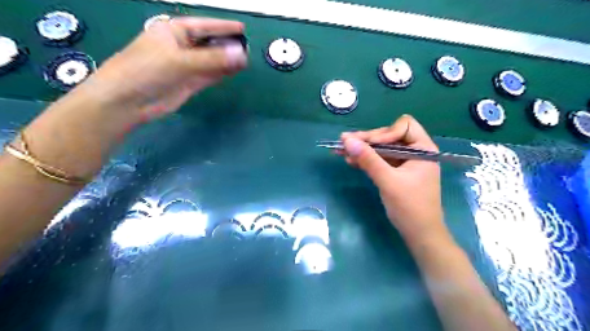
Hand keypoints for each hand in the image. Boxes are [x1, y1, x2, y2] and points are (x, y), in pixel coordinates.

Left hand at [80, 16, 246, 120]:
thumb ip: (212, 59)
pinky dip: (221, 73)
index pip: (202, 26)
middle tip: (247, 48)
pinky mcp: (189, 83)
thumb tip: (241, 55)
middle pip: (208, 43)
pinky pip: (209, 75)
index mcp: (173, 32)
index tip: (242, 28)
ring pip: (211, 61)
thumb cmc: (147, 70)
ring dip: (226, 61)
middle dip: (227, 45)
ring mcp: (185, 66)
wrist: (128, 101)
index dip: (222, 26)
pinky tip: (233, 71)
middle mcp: (180, 47)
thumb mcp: (180, 61)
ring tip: (245, 60)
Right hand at [342, 116, 447, 246]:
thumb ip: (368, 159)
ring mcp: (406, 162)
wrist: (420, 234)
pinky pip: (381, 160)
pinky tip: (351, 161)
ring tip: (342, 151)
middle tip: (345, 143)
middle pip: (389, 136)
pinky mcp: (397, 172)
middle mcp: (416, 151)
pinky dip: (367, 160)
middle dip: (368, 140)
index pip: (403, 126)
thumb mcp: (387, 181)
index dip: (385, 133)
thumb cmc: (410, 207)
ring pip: (382, 148)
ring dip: (364, 150)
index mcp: (423, 149)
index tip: (368, 145)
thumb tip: (347, 140)